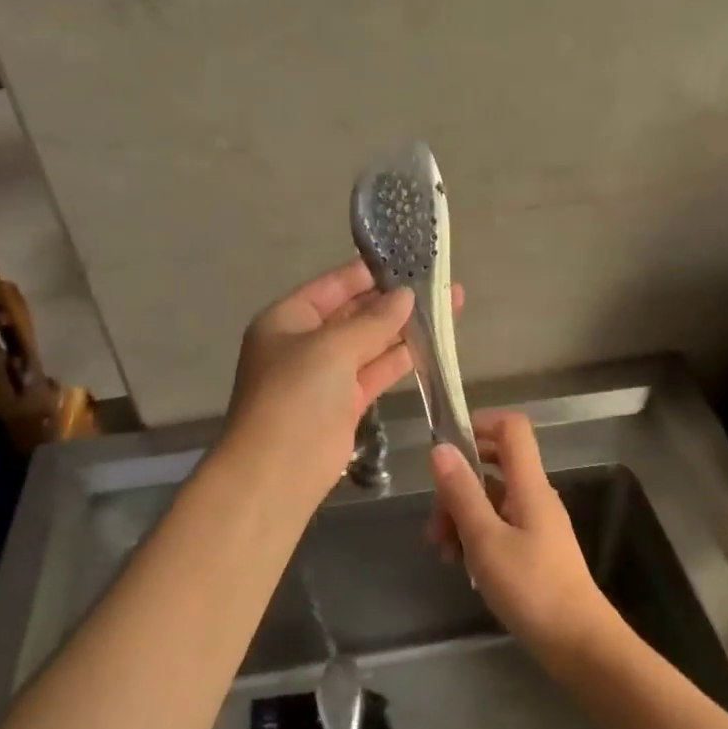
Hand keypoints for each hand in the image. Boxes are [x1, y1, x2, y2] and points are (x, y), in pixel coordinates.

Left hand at [222, 260, 418, 510]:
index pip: (333, 285)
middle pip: (355, 312)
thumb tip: (406, 296)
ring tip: (449, 305)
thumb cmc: (295, 395)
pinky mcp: (346, 403)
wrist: (278, 470)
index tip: (407, 258)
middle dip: (393, 299)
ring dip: (405, 327)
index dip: (369, 272)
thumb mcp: (332, 347)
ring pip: (371, 342)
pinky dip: (402, 358)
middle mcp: (305, 342)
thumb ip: (373, 321)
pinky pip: (377, 371)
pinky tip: (434, 343)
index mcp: (287, 319)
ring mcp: (326, 375)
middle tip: (438, 281)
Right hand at [429, 412, 616, 662]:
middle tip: (435, 521)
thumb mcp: (485, 540)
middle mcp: (535, 495)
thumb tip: (440, 448)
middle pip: (493, 464)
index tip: (446, 446)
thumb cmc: (531, 588)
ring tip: (443, 552)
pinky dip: (476, 535)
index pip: (512, 428)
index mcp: (529, 485)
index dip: (480, 424)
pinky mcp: (534, 547)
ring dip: (461, 516)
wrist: (578, 642)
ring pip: (491, 499)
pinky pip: (499, 524)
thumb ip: (462, 493)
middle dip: (457, 484)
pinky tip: (462, 565)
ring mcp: (536, 522)